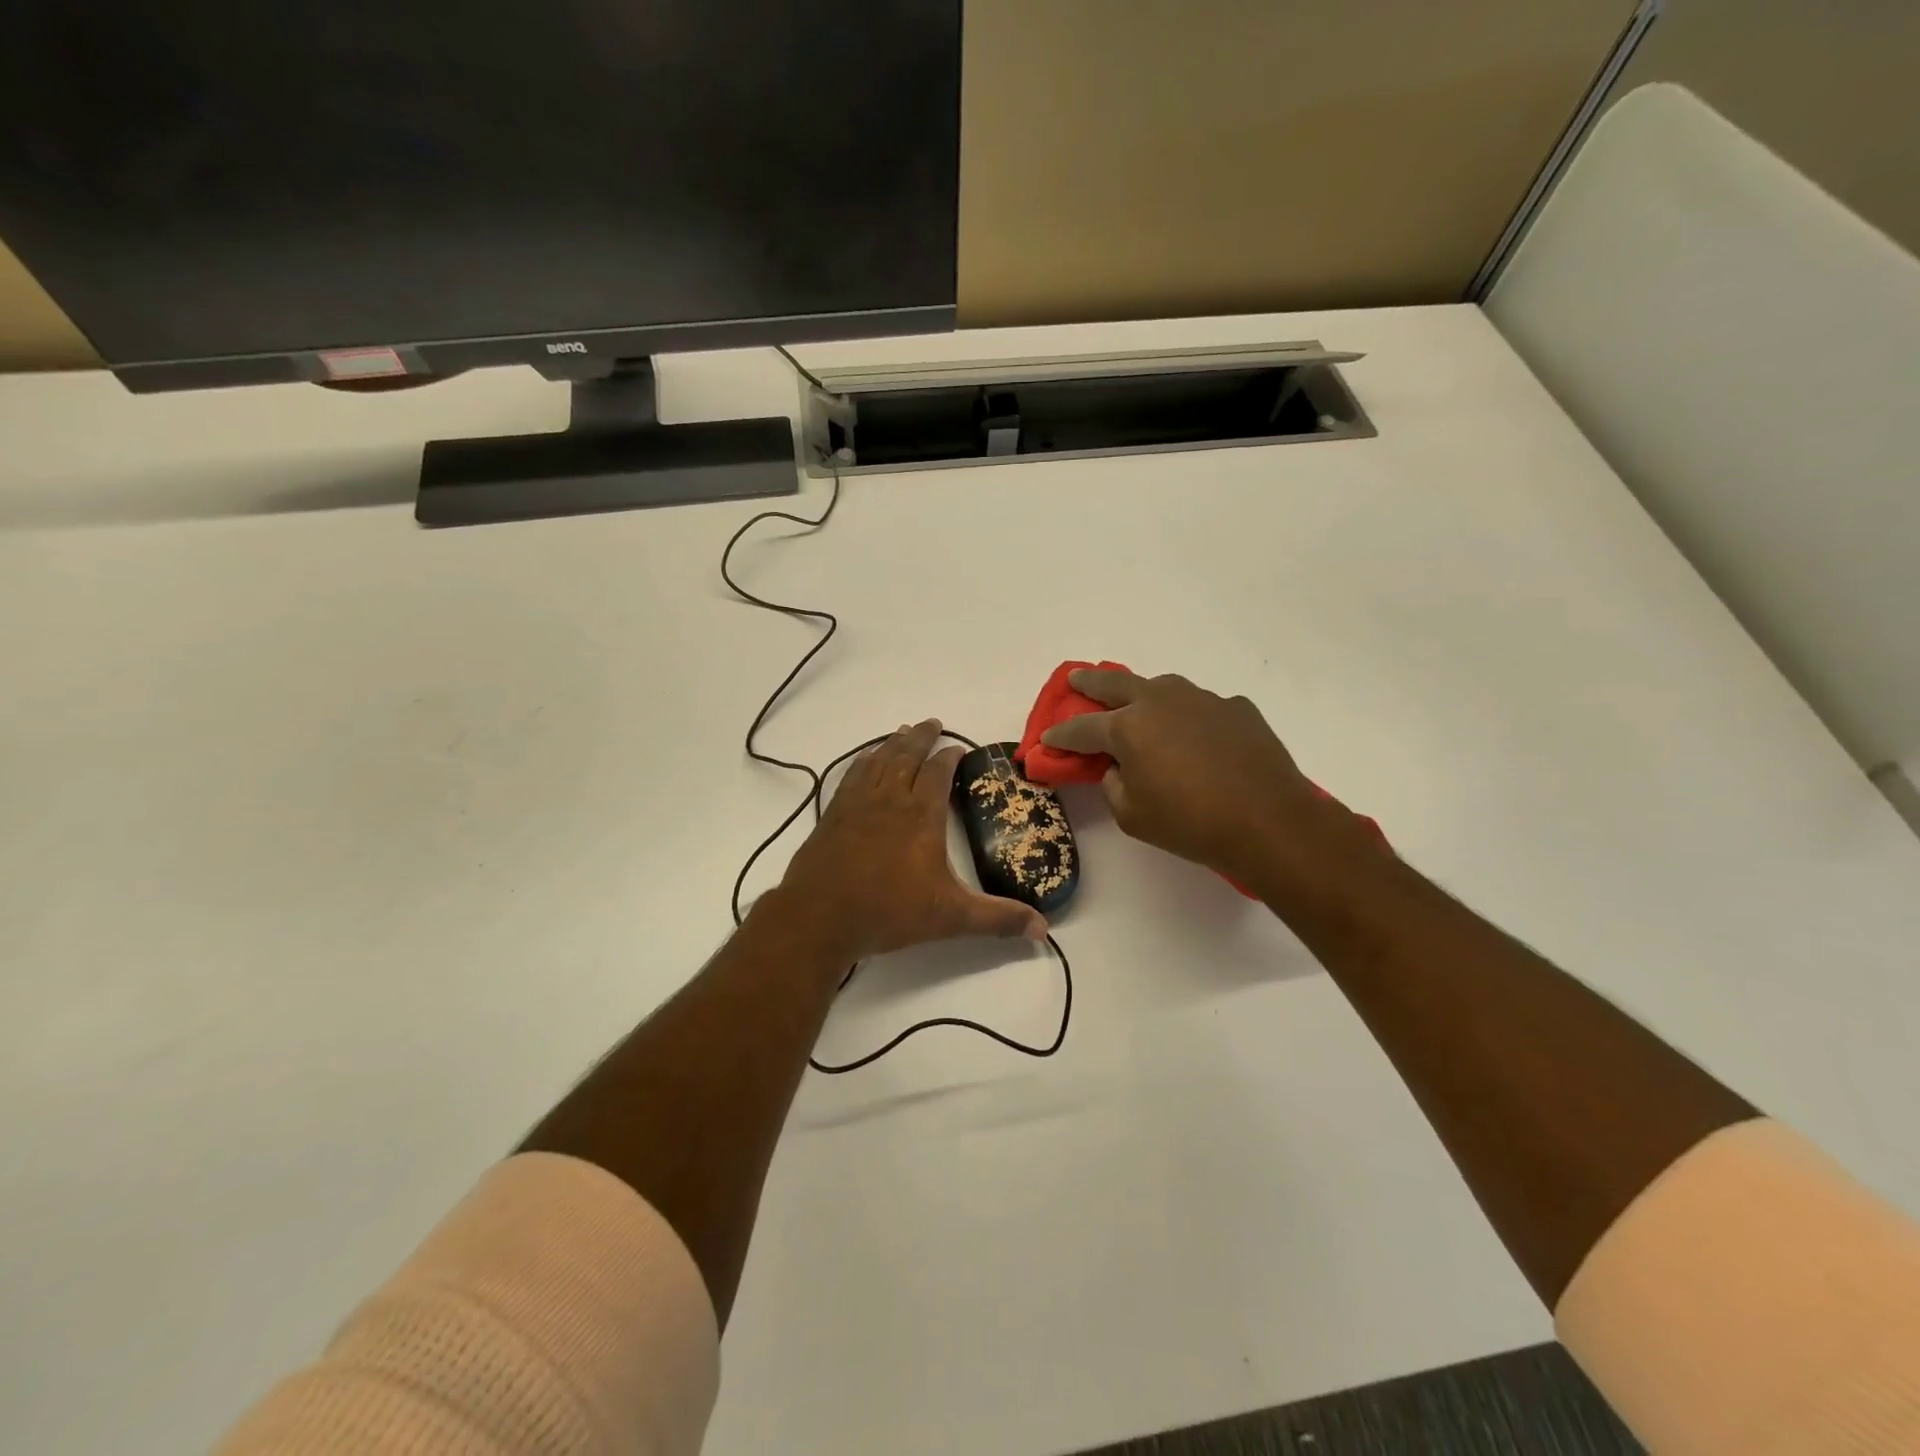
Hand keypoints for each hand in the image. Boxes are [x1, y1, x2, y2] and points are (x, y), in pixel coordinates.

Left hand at [779, 719, 1048, 959]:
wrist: (820, 917)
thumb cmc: (889, 912)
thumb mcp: (951, 918)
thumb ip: (997, 919)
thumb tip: (1043, 930)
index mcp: (921, 815)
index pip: (939, 772)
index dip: (950, 757)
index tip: (959, 749)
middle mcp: (890, 799)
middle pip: (907, 755)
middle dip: (922, 737)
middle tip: (932, 722)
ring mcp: (857, 804)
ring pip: (878, 760)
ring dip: (893, 743)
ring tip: (902, 733)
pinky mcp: (833, 814)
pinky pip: (852, 776)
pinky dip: (862, 761)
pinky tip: (864, 760)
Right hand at [1040, 669, 1376, 897]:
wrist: (1268, 820)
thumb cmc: (1189, 822)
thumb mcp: (1132, 815)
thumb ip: (1113, 784)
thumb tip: (1118, 766)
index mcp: (1128, 727)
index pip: (1082, 728)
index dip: (1060, 735)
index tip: (1046, 739)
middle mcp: (1161, 701)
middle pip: (1115, 684)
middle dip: (1089, 683)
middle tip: (1076, 679)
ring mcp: (1202, 699)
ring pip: (1162, 688)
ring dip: (1143, 694)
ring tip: (1138, 704)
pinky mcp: (1236, 708)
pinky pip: (1202, 707)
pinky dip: (1190, 717)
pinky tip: (1197, 736)